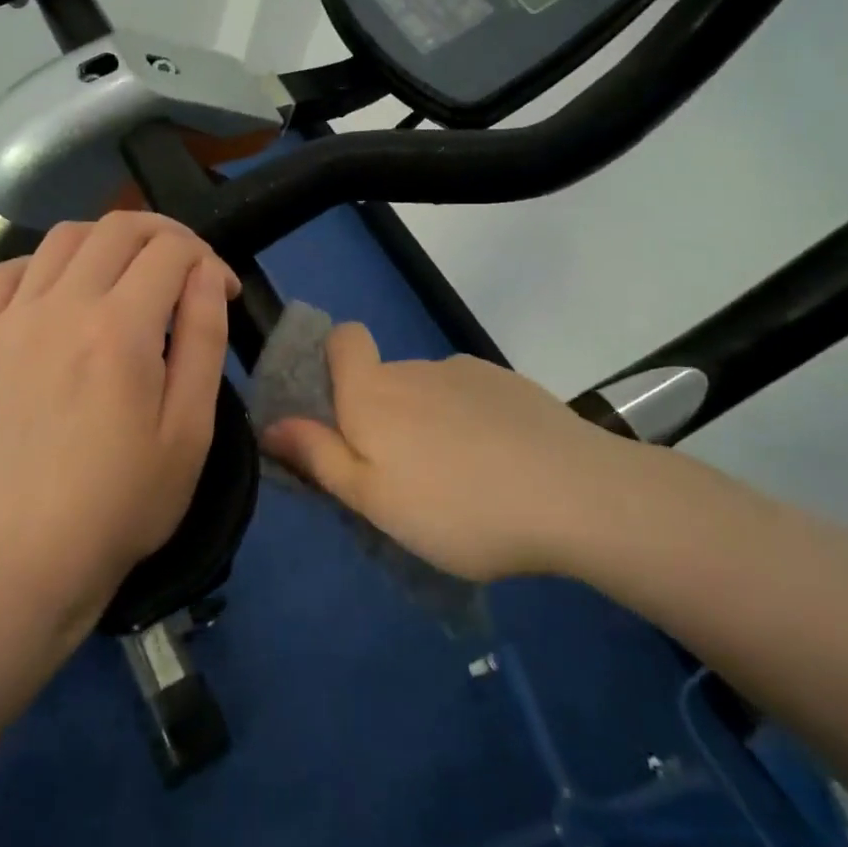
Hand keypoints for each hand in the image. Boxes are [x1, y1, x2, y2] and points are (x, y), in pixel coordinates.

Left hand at [0, 212, 238, 618]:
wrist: (35, 550)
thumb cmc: (127, 498)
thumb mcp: (191, 427)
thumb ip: (204, 337)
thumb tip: (207, 271)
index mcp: (120, 330)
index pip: (172, 251)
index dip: (208, 258)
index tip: (222, 288)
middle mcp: (61, 306)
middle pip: (118, 227)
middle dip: (164, 233)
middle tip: (184, 266)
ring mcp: (11, 319)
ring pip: (63, 237)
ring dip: (107, 241)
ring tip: (127, 273)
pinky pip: (7, 271)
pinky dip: (42, 264)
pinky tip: (60, 291)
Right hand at [259, 324, 644, 581]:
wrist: (575, 495)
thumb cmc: (457, 507)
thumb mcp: (373, 500)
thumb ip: (319, 457)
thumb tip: (271, 425)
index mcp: (373, 393)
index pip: (343, 338)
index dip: (335, 362)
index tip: (342, 413)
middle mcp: (415, 368)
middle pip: (383, 378)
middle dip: (383, 416)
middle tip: (404, 479)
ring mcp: (467, 373)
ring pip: (429, 392)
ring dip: (429, 423)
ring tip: (461, 481)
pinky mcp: (511, 385)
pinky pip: (471, 398)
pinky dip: (472, 423)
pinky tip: (501, 467)